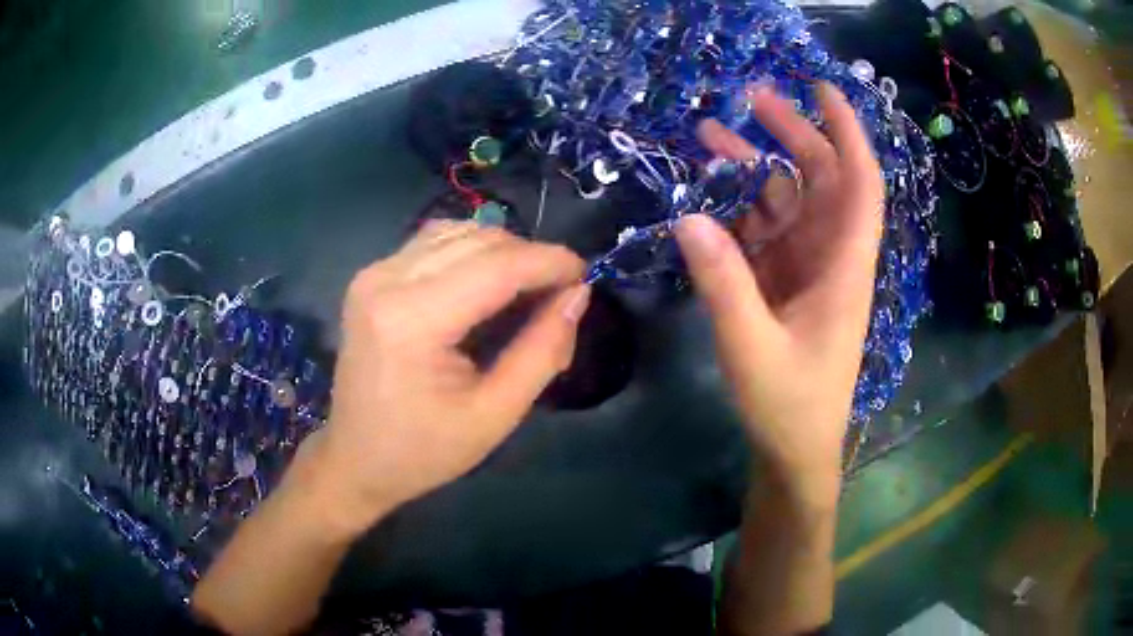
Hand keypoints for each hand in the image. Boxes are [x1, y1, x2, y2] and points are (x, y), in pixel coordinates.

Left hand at [301, 222, 589, 535]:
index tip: (586, 274)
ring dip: (502, 252)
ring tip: (525, 291)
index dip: (549, 262)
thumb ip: (542, 350)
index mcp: (412, 320)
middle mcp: (386, 280)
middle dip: (530, 258)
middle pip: (478, 240)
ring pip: (457, 232)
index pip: (497, 265)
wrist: (356, 459)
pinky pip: (433, 241)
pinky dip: (470, 252)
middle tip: (557, 297)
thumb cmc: (425, 451)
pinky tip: (484, 282)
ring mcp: (373, 273)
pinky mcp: (370, 275)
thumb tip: (578, 294)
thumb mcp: (496, 414)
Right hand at [675, 83, 882, 504]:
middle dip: (791, 135)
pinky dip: (738, 210)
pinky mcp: (784, 283)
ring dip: (754, 169)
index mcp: (844, 268)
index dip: (848, 132)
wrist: (795, 449)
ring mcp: (806, 269)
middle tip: (749, 101)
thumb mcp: (751, 347)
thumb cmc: (789, 404)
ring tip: (709, 139)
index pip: (859, 184)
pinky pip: (765, 232)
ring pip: (788, 202)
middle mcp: (831, 257)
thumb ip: (723, 283)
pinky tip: (708, 197)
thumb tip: (688, 217)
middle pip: (821, 180)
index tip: (821, 90)